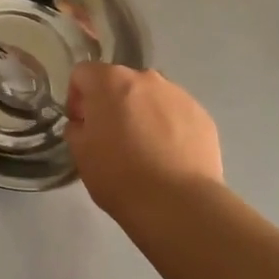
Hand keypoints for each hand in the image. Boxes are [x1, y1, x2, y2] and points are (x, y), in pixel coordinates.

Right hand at [66, 63, 223, 213]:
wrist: (178, 204)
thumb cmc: (119, 176)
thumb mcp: (81, 154)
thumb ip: (76, 128)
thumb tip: (84, 124)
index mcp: (110, 81)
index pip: (83, 73)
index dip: (76, 98)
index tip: (81, 124)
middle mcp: (145, 77)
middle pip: (120, 82)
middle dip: (112, 103)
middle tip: (112, 138)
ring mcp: (178, 94)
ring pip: (151, 96)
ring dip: (142, 112)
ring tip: (145, 149)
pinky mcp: (202, 115)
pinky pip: (176, 113)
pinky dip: (169, 127)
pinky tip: (169, 157)